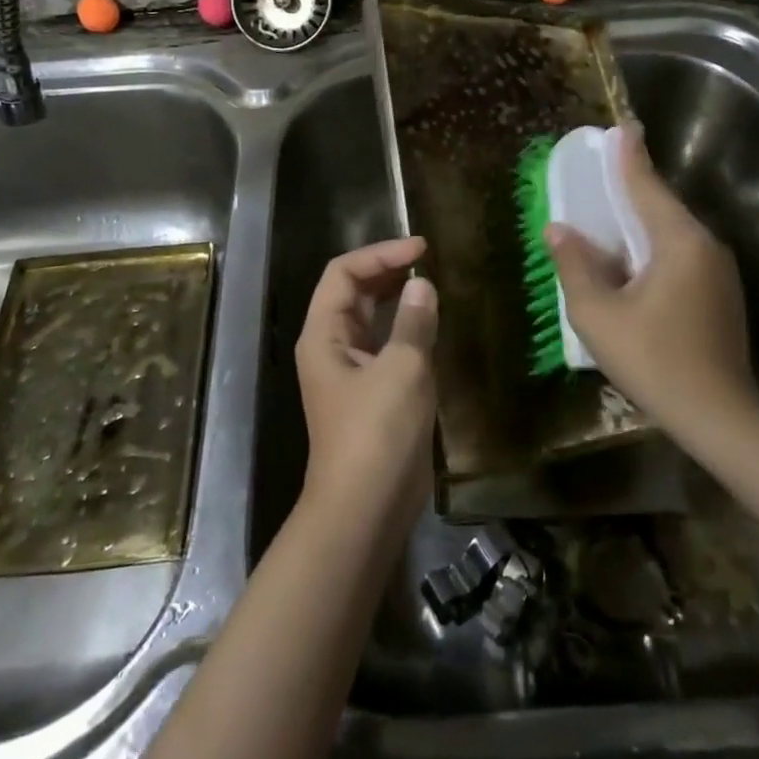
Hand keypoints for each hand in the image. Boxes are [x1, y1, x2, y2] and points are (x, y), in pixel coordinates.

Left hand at [294, 236, 437, 533]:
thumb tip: (422, 286)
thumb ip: (414, 323)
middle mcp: (331, 346)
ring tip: (433, 285)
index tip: (421, 248)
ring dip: (398, 299)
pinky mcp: (370, 393)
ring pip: (370, 320)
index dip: (380, 254)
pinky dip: (406, 329)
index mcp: (324, 334)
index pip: (344, 273)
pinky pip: (385, 346)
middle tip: (429, 262)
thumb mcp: (402, 370)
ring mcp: (349, 372)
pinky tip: (433, 327)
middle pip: (353, 293)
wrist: (365, 509)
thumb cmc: (377, 434)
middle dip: (388, 271)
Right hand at [545, 126, 758, 441]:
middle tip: (603, 171)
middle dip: (632, 188)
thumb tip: (559, 230)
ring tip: (608, 215)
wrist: (719, 417)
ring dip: (640, 222)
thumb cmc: (653, 360)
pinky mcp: (719, 295)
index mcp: (679, 242)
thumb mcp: (598, 314)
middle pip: (661, 207)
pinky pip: (679, 256)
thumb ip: (575, 266)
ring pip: (671, 234)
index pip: (647, 186)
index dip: (629, 156)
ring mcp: (718, 273)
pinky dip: (651, 248)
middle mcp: (705, 247)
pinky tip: (629, 262)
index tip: (622, 126)